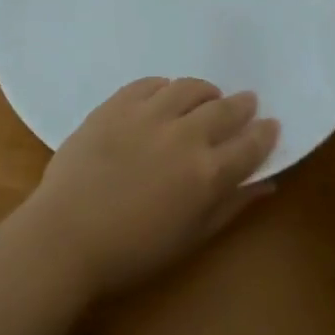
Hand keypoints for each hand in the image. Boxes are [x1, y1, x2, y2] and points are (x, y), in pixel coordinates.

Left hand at [21, 77, 279, 304]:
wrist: (65, 237)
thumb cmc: (132, 251)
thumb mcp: (191, 238)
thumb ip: (232, 207)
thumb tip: (268, 185)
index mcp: (207, 174)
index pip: (251, 144)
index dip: (265, 133)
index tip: (270, 125)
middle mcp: (185, 136)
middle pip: (225, 109)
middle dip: (242, 105)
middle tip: (246, 102)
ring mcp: (149, 115)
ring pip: (189, 87)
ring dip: (206, 91)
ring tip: (207, 97)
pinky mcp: (117, 104)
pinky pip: (150, 83)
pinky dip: (165, 87)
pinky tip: (165, 95)